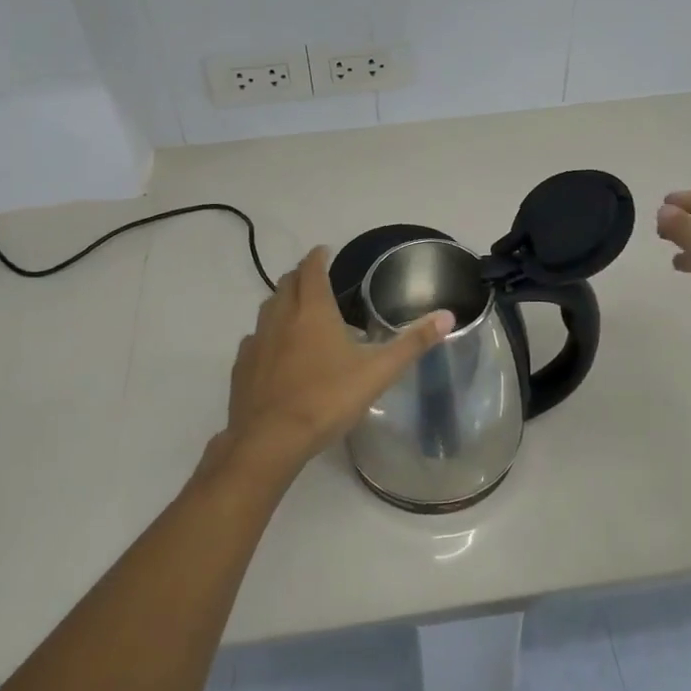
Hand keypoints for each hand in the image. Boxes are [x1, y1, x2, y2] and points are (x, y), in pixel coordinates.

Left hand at [214, 248, 452, 483]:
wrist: (270, 440)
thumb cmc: (327, 399)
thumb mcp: (378, 371)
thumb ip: (412, 343)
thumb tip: (447, 316)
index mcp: (313, 311)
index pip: (312, 270)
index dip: (318, 257)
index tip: (325, 251)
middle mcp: (280, 317)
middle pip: (286, 284)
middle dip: (300, 275)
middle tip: (314, 278)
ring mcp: (257, 341)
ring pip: (267, 309)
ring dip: (282, 301)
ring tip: (296, 309)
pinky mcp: (242, 366)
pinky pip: (254, 339)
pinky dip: (266, 335)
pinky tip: (274, 351)